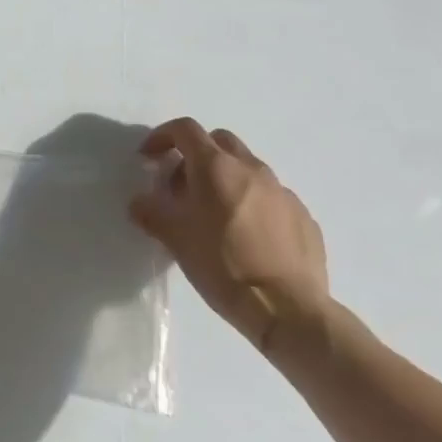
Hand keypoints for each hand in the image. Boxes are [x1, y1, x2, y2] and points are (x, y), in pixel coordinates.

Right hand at [130, 118, 328, 353]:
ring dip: (227, 179)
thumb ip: (151, 213)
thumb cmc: (224, 267)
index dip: (162, 136)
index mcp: (216, 166)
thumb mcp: (176, 240)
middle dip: (197, 154)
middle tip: (183, 185)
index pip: (184, 129)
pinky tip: (249, 236)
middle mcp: (250, 168)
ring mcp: (281, 191)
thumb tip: (138, 202)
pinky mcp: (303, 216)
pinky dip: (253, 203)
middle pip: (219, 141)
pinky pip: (271, 197)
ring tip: (216, 214)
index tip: (150, 157)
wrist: (290, 312)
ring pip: (247, 168)